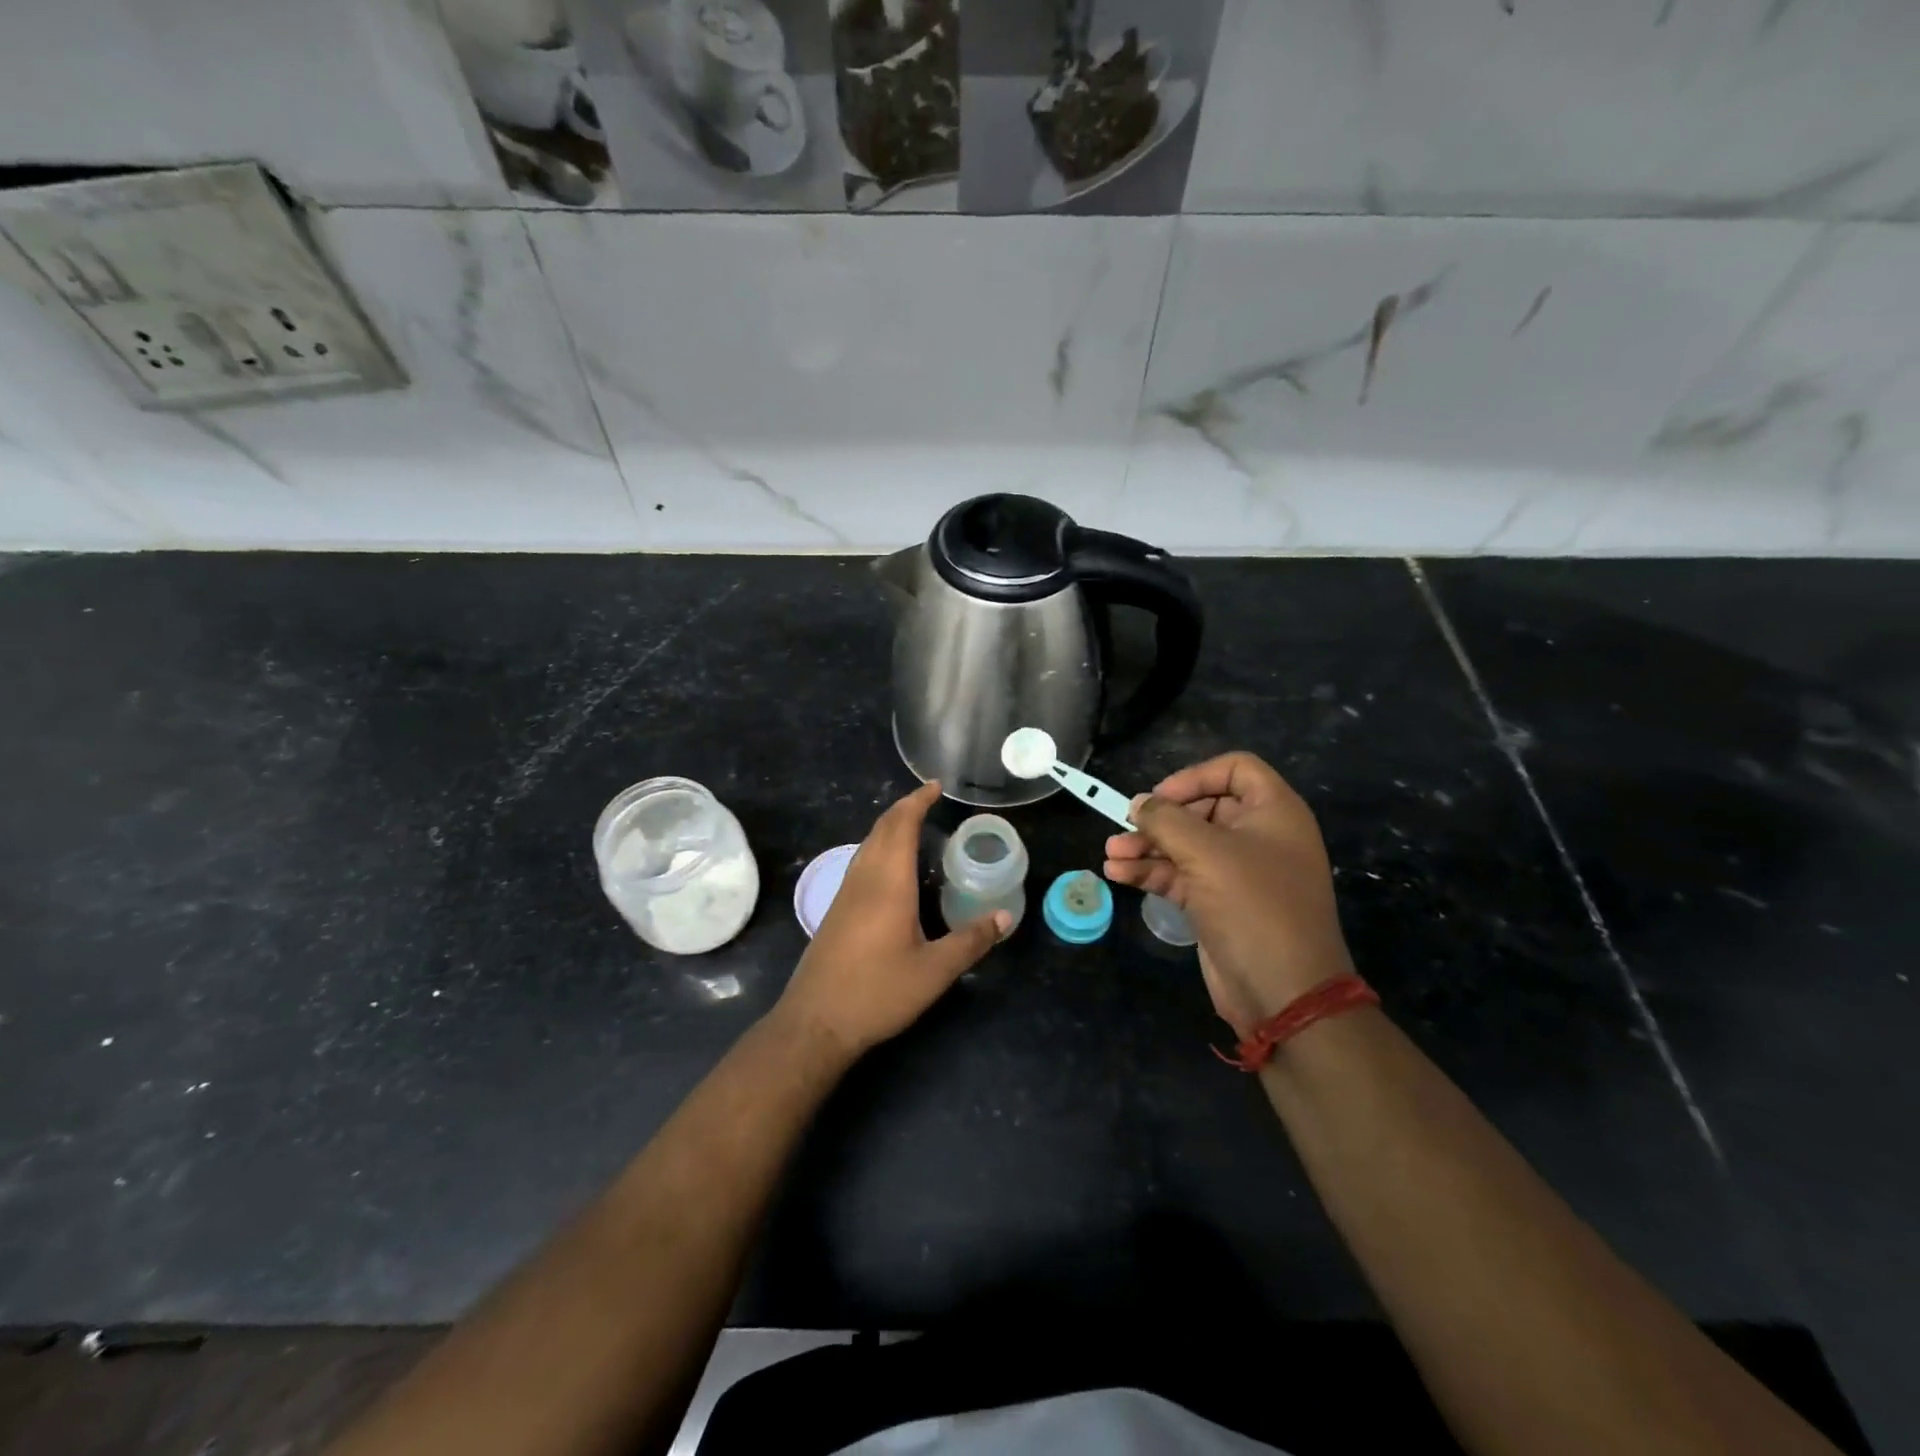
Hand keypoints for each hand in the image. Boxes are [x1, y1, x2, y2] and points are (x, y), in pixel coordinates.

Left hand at [775, 780, 1010, 1059]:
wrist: (815, 1022)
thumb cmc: (877, 993)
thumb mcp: (934, 972)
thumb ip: (971, 941)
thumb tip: (1005, 917)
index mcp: (888, 884)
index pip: (901, 826)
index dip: (917, 802)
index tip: (934, 786)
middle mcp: (864, 879)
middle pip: (881, 829)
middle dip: (904, 808)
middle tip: (929, 800)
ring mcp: (845, 894)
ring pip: (867, 844)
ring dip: (889, 827)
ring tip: (914, 825)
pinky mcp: (836, 911)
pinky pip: (860, 862)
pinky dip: (879, 847)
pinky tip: (891, 868)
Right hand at [1104, 752, 1353, 1038]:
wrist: (1283, 992)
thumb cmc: (1253, 906)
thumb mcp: (1206, 853)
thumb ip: (1166, 820)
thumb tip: (1139, 805)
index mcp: (1274, 812)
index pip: (1235, 769)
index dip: (1195, 776)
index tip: (1162, 797)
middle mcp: (1258, 836)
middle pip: (1202, 808)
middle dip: (1160, 818)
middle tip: (1127, 826)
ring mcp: (1238, 872)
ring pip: (1185, 844)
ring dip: (1147, 846)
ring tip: (1111, 853)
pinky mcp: (1218, 903)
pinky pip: (1180, 875)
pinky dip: (1151, 872)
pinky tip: (1118, 873)